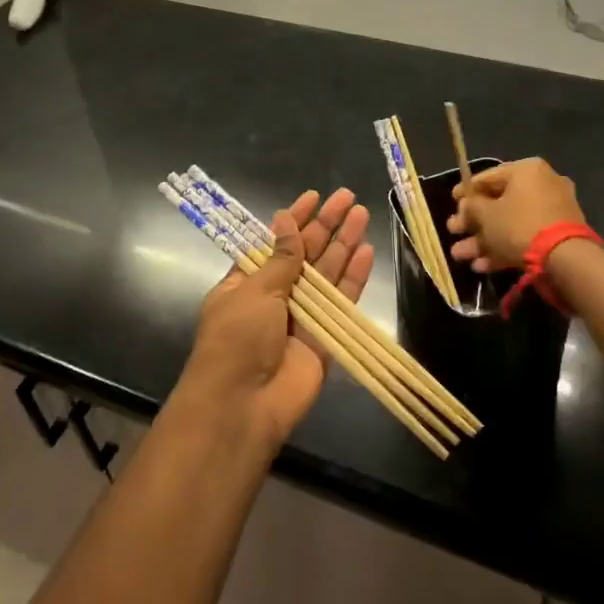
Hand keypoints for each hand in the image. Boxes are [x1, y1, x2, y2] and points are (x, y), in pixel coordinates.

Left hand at [177, 188, 373, 452]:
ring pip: (327, 273)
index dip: (294, 219)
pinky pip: (341, 303)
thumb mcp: (254, 291)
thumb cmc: (237, 339)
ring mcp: (301, 317)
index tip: (313, 197)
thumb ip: (281, 258)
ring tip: (361, 214)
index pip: (274, 243)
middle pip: (305, 254)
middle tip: (348, 198)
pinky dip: (353, 279)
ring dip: (343, 244)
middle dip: (325, 226)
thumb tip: (286, 220)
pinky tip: (366, 253)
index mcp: (246, 283)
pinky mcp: (324, 339)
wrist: (243, 406)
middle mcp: (275, 297)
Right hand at [446, 158, 585, 272]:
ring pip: (510, 223)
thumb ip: (471, 207)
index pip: (488, 176)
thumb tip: (466, 206)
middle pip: (499, 202)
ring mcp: (553, 211)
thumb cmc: (519, 226)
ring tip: (461, 256)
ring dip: (484, 239)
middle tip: (453, 231)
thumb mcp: (486, 215)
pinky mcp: (558, 235)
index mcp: (526, 170)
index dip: (466, 191)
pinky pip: (525, 236)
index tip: (452, 202)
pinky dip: (504, 248)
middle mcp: (543, 184)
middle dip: (473, 221)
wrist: (565, 259)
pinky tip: (482, 266)